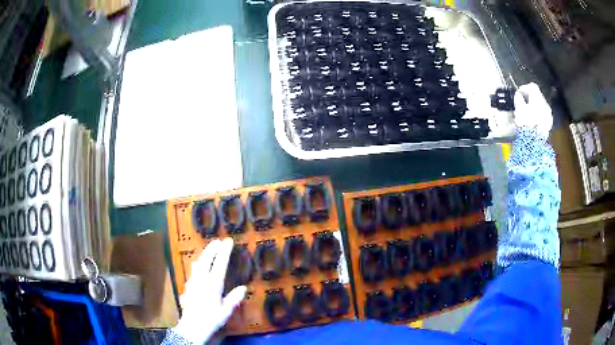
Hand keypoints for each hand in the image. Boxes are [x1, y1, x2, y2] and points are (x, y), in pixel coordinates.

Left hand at [173, 238, 246, 343]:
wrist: (192, 325)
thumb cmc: (212, 318)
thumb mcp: (226, 310)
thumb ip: (234, 298)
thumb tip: (244, 288)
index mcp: (213, 283)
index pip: (220, 263)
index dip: (224, 251)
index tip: (228, 241)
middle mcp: (202, 279)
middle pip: (206, 259)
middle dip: (212, 248)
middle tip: (218, 241)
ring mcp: (193, 281)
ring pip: (198, 263)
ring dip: (204, 255)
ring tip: (209, 250)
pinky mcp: (188, 286)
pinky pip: (194, 270)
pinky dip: (199, 264)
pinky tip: (198, 266)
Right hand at [513, 82, 552, 137]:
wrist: (534, 142)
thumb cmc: (525, 124)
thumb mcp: (518, 109)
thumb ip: (518, 99)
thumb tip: (519, 95)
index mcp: (538, 99)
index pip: (532, 87)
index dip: (524, 88)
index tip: (518, 94)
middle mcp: (545, 104)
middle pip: (537, 96)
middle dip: (529, 98)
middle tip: (522, 103)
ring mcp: (548, 115)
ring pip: (541, 105)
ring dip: (534, 106)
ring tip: (527, 113)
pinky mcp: (549, 124)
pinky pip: (543, 114)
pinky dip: (538, 114)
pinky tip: (533, 120)